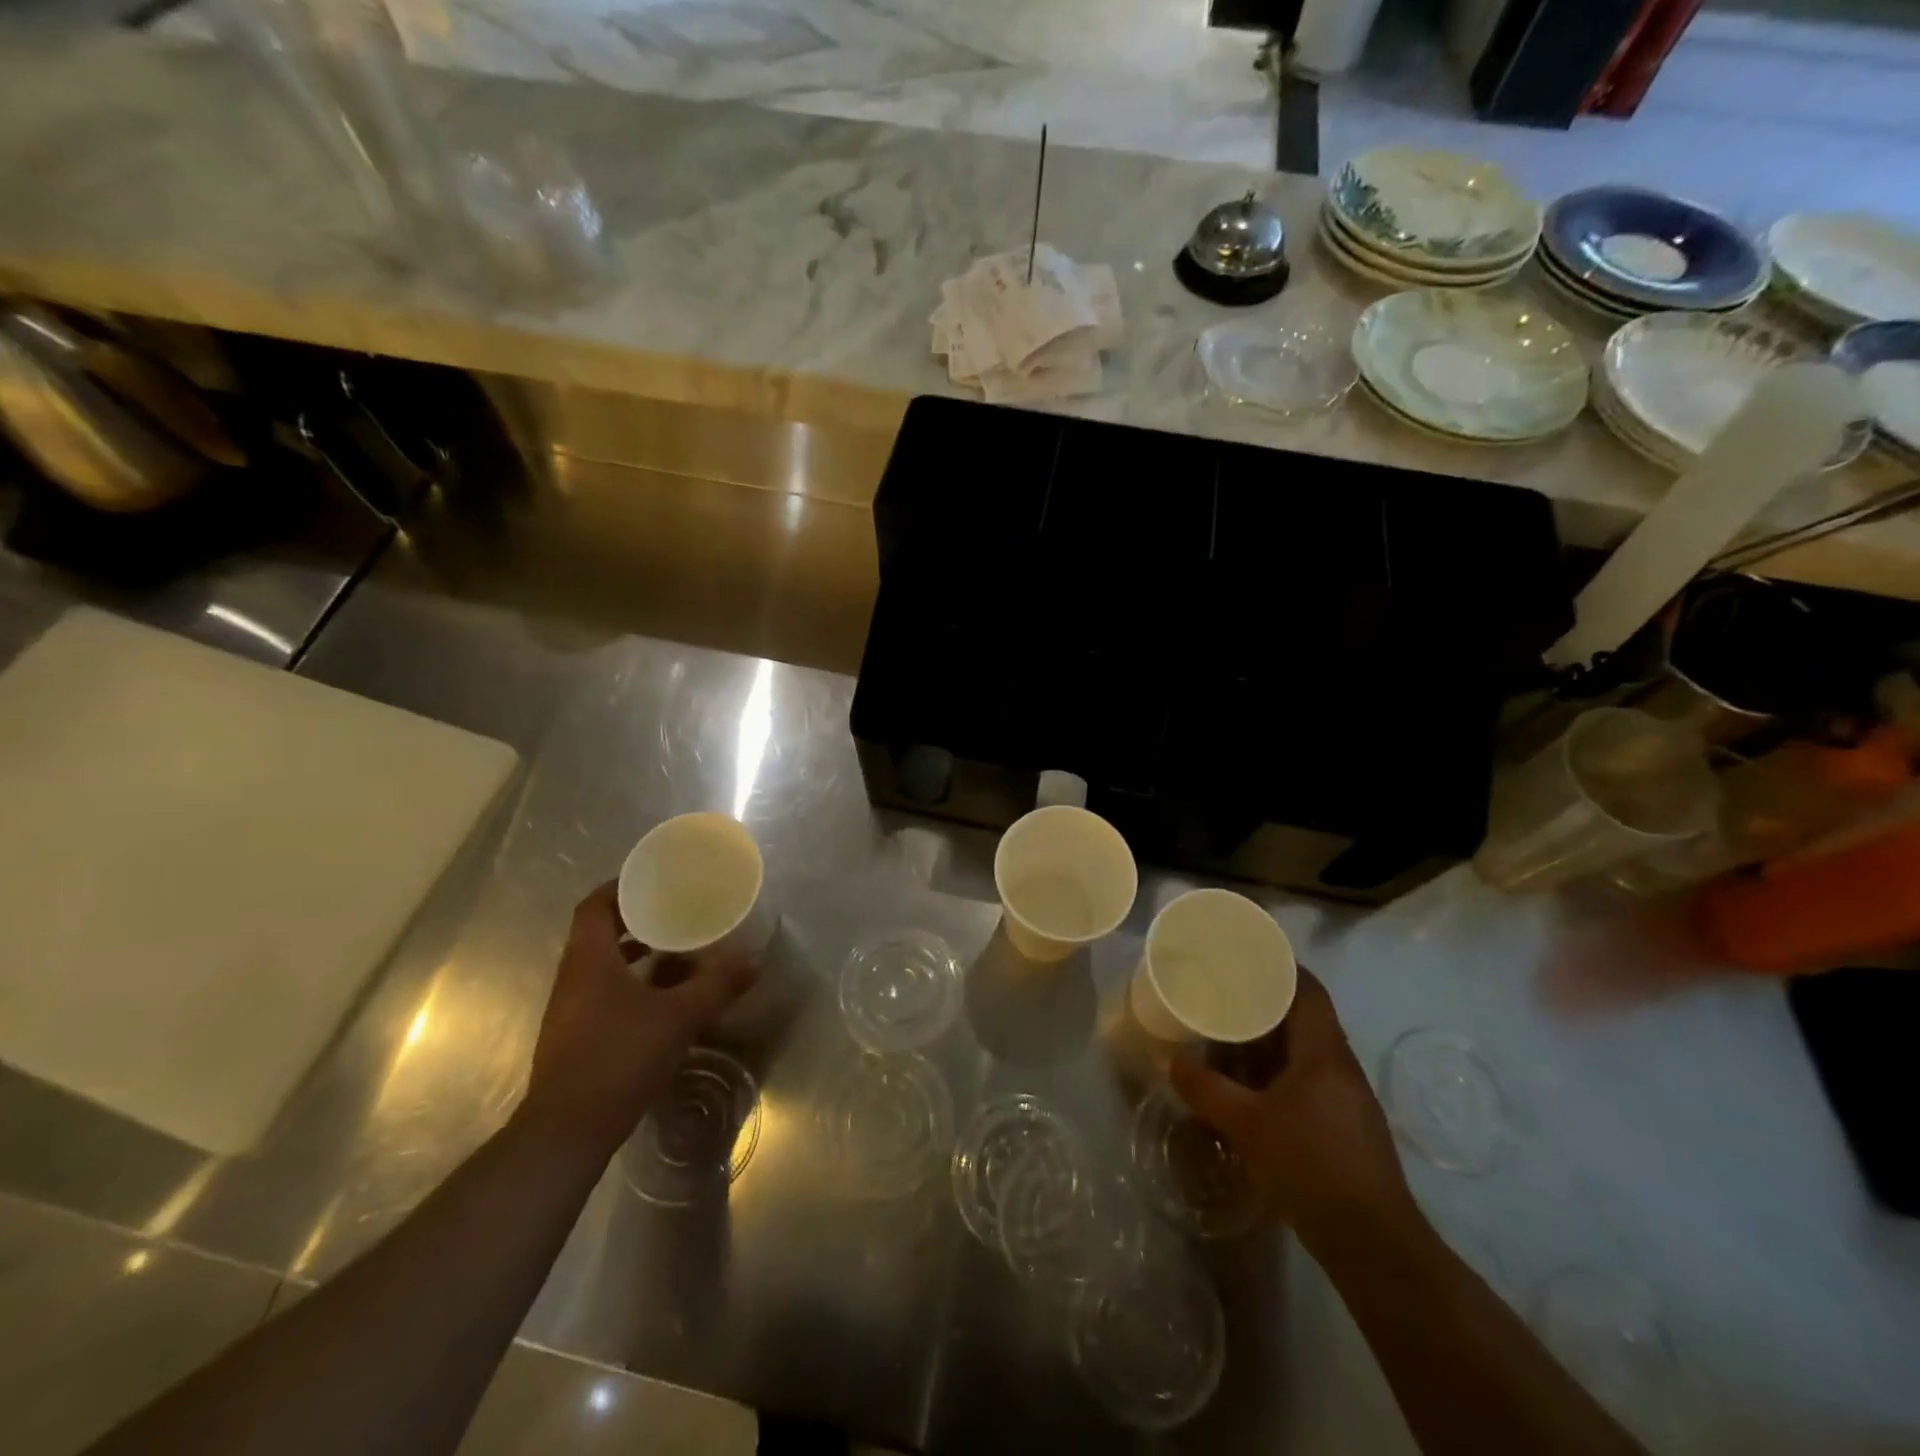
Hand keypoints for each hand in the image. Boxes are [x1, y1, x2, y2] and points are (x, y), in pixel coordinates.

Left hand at [520, 881, 756, 1152]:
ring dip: (637, 954)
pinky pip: (606, 993)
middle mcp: (574, 977)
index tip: (653, 879)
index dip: (621, 886)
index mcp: (589, 959)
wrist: (568, 1131)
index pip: (595, 905)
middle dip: (637, 920)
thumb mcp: (678, 1016)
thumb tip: (754, 960)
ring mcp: (572, 1009)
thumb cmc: (619, 1057)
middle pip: (600, 932)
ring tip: (678, 950)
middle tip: (675, 911)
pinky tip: (665, 998)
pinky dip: (634, 984)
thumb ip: (716, 985)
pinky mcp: (577, 1036)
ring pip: (604, 965)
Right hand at [1170, 967, 1416, 1255]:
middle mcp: (1339, 1065)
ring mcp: (1346, 1097)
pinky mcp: (1344, 1124)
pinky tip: (1249, 1083)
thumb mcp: (1248, 1125)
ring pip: (1304, 1050)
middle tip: (1222, 993)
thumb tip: (1171, 1064)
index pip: (1308, 989)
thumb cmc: (1311, 1167)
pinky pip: (1306, 1078)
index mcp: (1324, 1052)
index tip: (1244, 955)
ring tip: (1227, 1032)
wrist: (1373, 1244)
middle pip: (1304, 1016)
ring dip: (1268, 1040)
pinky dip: (1276, 1070)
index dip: (1280, 966)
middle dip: (1264, 1003)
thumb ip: (1207, 1090)